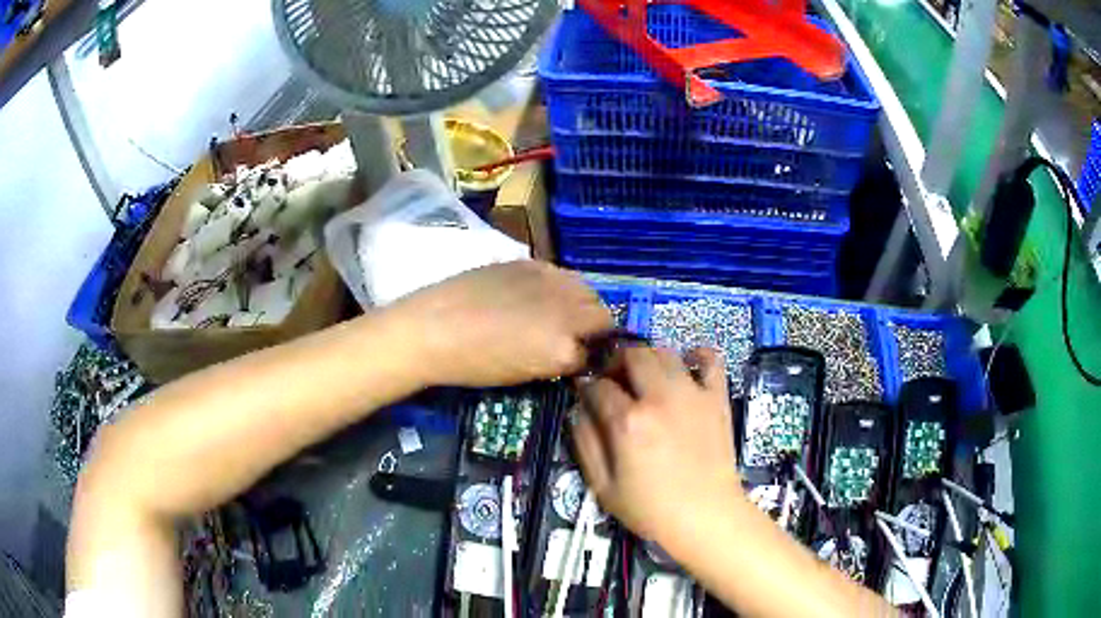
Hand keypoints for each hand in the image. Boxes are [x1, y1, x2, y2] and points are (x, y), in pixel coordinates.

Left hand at [393, 261, 612, 386]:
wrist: (434, 327)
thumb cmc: (474, 364)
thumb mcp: (525, 374)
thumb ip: (559, 361)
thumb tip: (575, 353)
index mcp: (563, 348)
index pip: (600, 350)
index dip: (595, 354)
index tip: (586, 356)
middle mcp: (566, 311)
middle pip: (602, 313)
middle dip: (596, 324)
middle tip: (577, 333)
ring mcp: (549, 281)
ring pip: (586, 288)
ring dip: (583, 301)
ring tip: (562, 310)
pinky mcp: (530, 262)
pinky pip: (561, 273)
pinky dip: (560, 285)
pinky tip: (540, 293)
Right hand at [571, 347, 743, 548]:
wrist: (706, 517)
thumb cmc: (651, 509)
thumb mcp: (603, 487)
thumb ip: (585, 443)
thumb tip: (577, 410)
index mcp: (628, 421)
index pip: (599, 386)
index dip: (588, 388)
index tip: (587, 395)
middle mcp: (660, 398)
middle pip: (633, 355)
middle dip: (616, 363)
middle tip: (615, 382)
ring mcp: (693, 394)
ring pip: (665, 352)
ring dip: (649, 359)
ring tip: (646, 379)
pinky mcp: (717, 398)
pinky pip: (711, 360)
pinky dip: (697, 356)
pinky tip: (687, 368)